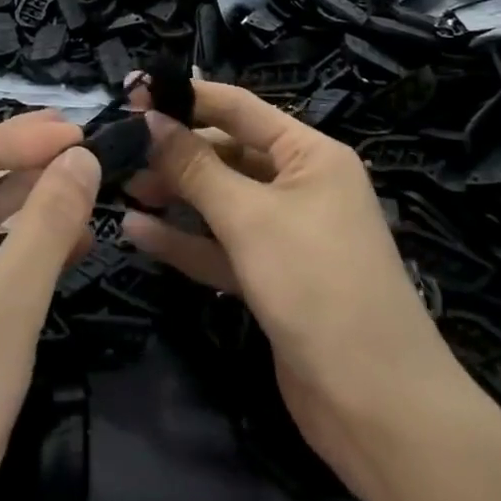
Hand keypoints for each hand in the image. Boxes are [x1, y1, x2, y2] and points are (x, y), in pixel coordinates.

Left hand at [0, 111, 100, 500]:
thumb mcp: (10, 300)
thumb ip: (49, 220)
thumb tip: (82, 154)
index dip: (26, 134)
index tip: (82, 140)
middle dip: (33, 162)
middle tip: (90, 160)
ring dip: (34, 206)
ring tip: (89, 204)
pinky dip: (27, 250)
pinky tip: (69, 255)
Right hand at [122, 78, 459, 500]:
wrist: (378, 408)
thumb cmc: (317, 285)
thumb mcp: (250, 217)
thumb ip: (195, 166)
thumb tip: (152, 117)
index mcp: (310, 155)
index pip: (239, 108)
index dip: (186, 98)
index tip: (133, 92)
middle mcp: (301, 186)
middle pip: (228, 153)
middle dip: (177, 151)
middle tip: (121, 148)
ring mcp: (287, 235)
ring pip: (221, 201)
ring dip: (176, 195)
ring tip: (124, 188)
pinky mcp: (273, 278)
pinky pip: (222, 246)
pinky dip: (185, 240)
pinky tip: (138, 233)